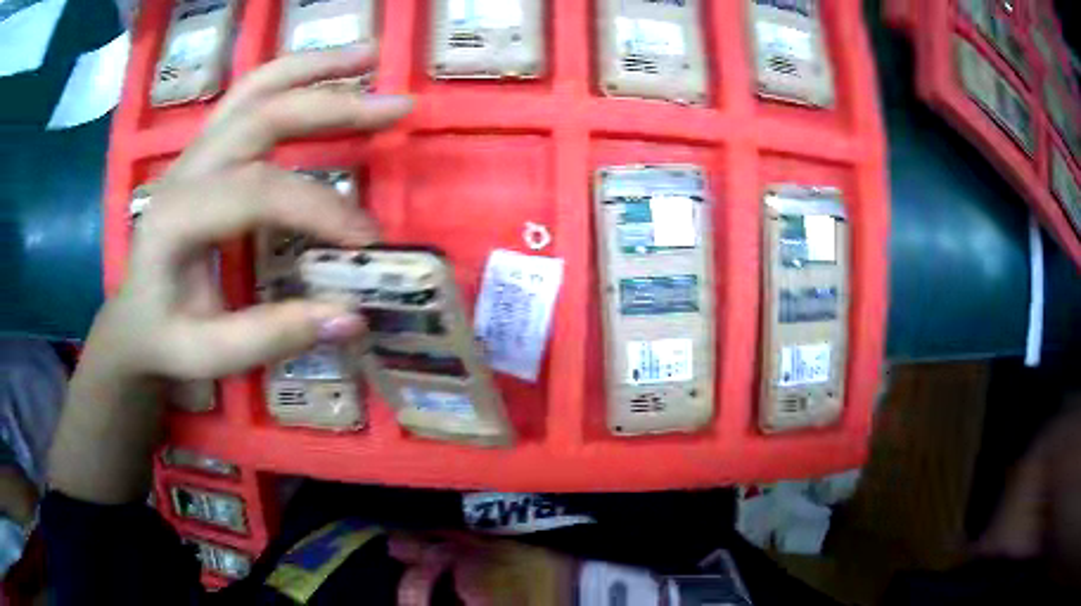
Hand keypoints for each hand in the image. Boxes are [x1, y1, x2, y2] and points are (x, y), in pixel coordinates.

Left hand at [117, 45, 411, 378]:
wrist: (132, 319)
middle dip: (332, 106)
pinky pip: (250, 96)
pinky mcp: (206, 150)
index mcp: (176, 218)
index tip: (366, 240)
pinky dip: (293, 76)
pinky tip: (327, 74)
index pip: (257, 192)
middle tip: (396, 107)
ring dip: (315, 67)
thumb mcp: (208, 355)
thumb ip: (271, 337)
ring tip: (369, 55)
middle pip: (261, 114)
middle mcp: (184, 169)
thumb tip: (351, 315)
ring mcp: (195, 152)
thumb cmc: (164, 338)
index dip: (318, 208)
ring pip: (254, 87)